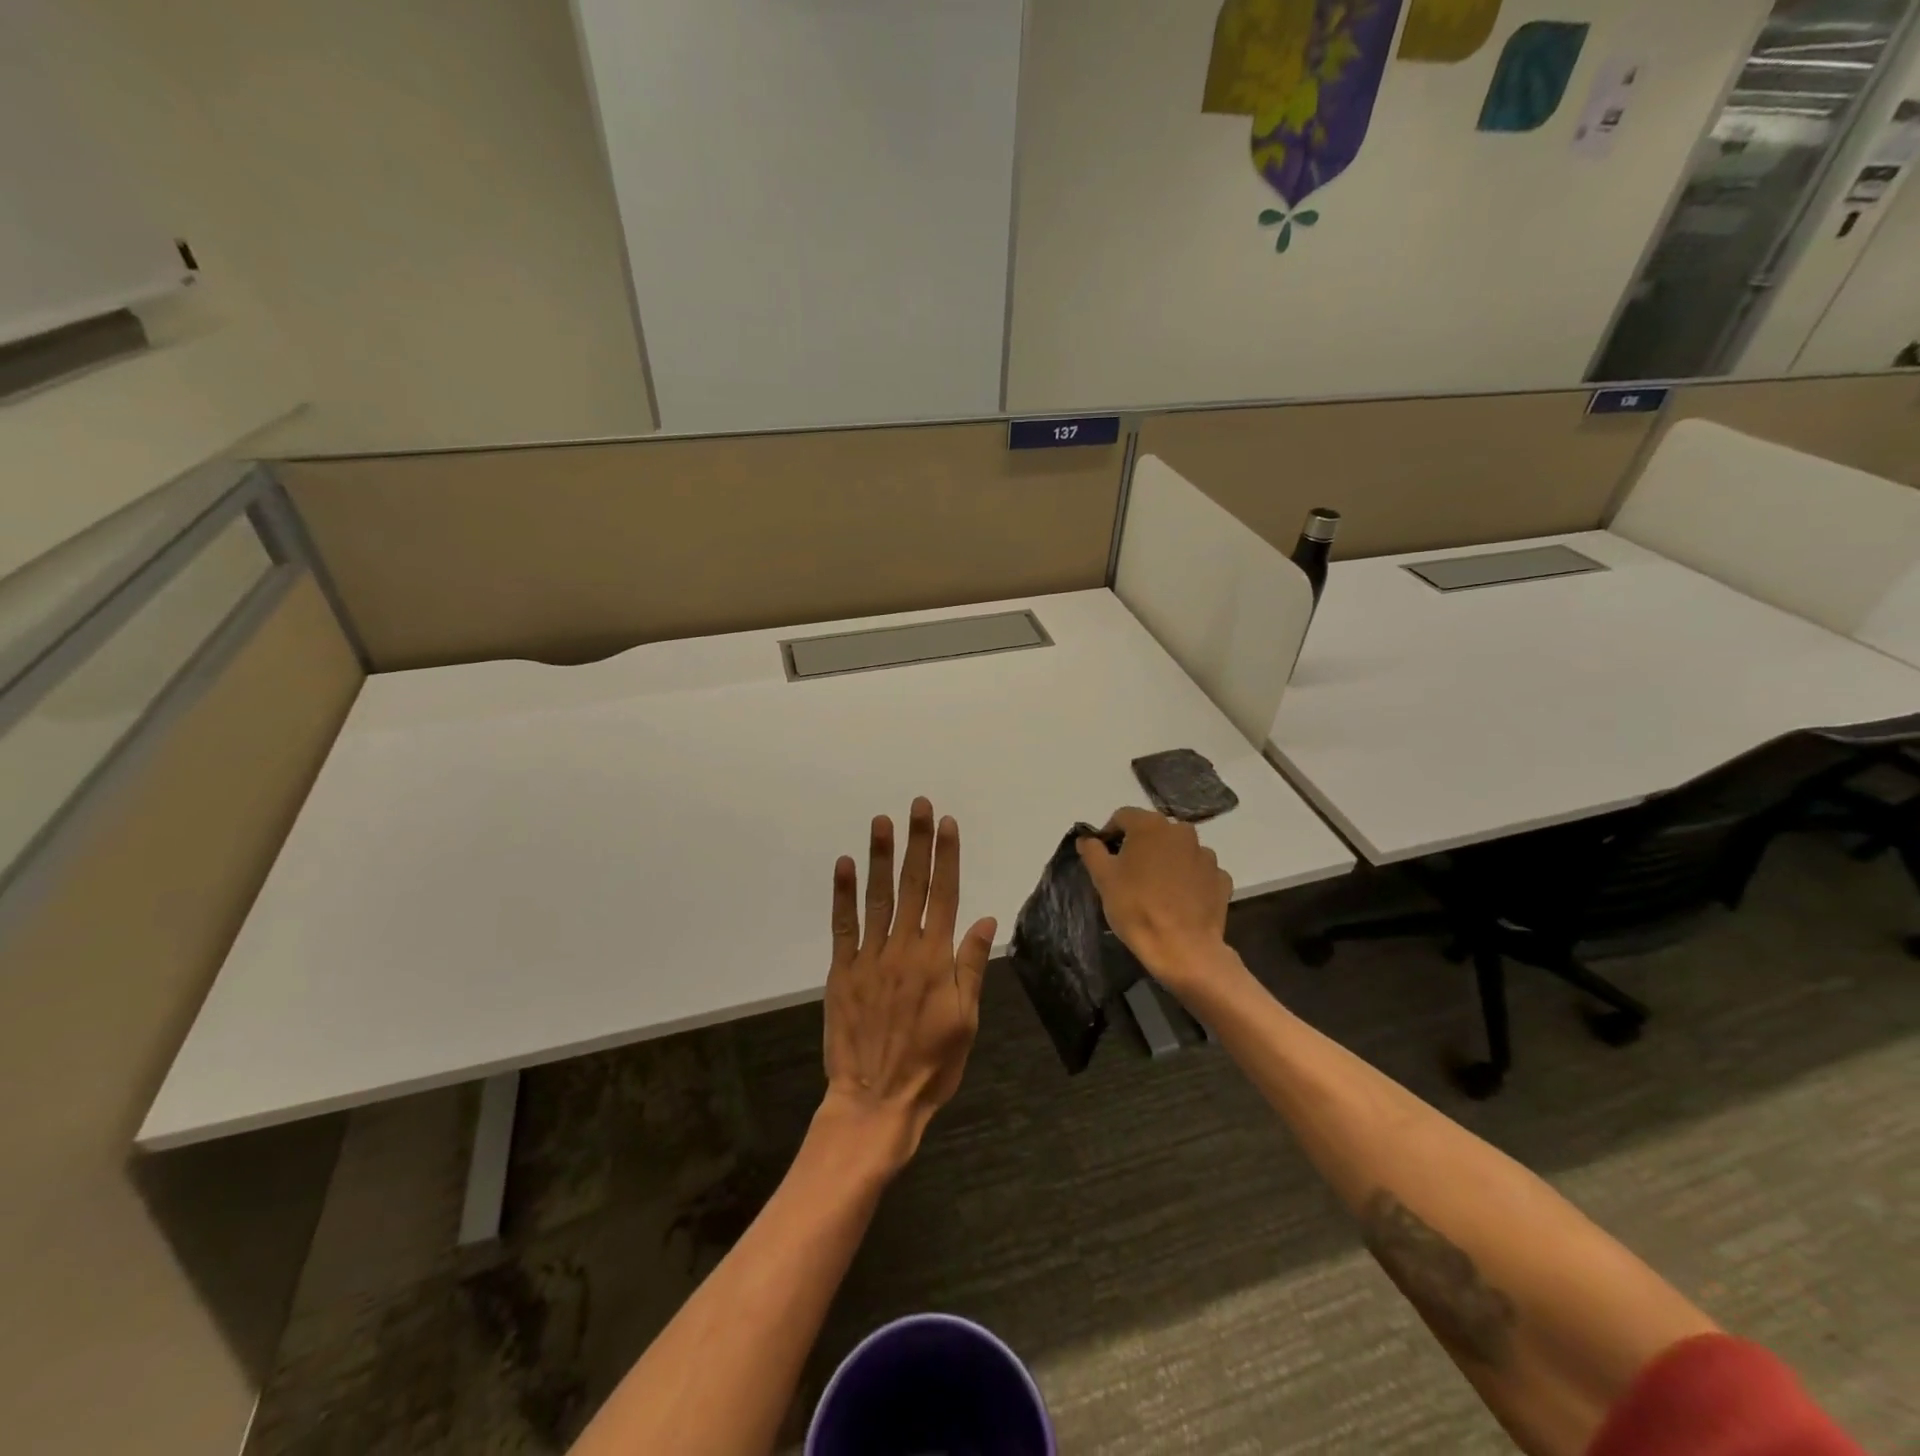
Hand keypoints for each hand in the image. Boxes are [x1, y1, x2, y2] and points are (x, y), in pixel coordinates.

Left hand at [821, 798, 996, 1174]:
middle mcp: (903, 947)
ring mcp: (870, 957)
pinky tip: (845, 865)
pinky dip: (843, 894)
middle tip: (918, 806)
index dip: (947, 856)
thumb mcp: (966, 1020)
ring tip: (882, 822)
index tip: (946, 824)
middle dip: (917, 843)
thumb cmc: (932, 1064)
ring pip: (877, 897)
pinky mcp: (842, 971)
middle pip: (913, 885)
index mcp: (936, 958)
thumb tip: (984, 920)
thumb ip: (971, 966)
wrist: (877, 1099)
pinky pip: (843, 926)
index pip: (945, 894)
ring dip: (880, 857)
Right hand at [1077, 808, 1232, 989]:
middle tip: (1128, 873)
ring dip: (1166, 860)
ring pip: (1178, 850)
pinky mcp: (1221, 878)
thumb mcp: (1103, 878)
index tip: (1104, 855)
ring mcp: (1206, 855)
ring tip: (1155, 888)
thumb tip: (1087, 839)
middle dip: (1139, 846)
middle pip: (1153, 831)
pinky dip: (1188, 879)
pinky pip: (1198, 871)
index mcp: (1151, 826)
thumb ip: (1092, 851)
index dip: (1109, 833)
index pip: (1123, 816)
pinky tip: (1178, 899)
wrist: (1182, 948)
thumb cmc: (1136, 907)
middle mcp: (1182, 832)